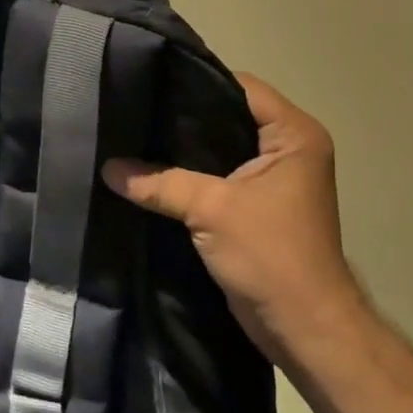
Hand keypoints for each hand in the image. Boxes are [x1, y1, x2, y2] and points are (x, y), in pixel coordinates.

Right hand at [103, 74, 363, 367]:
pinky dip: (190, 172)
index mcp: (294, 134)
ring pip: (220, 145)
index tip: (151, 82)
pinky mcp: (258, 204)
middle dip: (184, 115)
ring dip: (184, 147)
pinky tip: (152, 169)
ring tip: (137, 134)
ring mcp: (274, 177)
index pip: (240, 86)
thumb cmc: (272, 256)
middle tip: (136, 107)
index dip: (196, 81)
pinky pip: (218, 173)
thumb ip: (158, 182)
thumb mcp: (211, 210)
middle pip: (228, 113)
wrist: (305, 330)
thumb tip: (107, 168)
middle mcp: (289, 147)